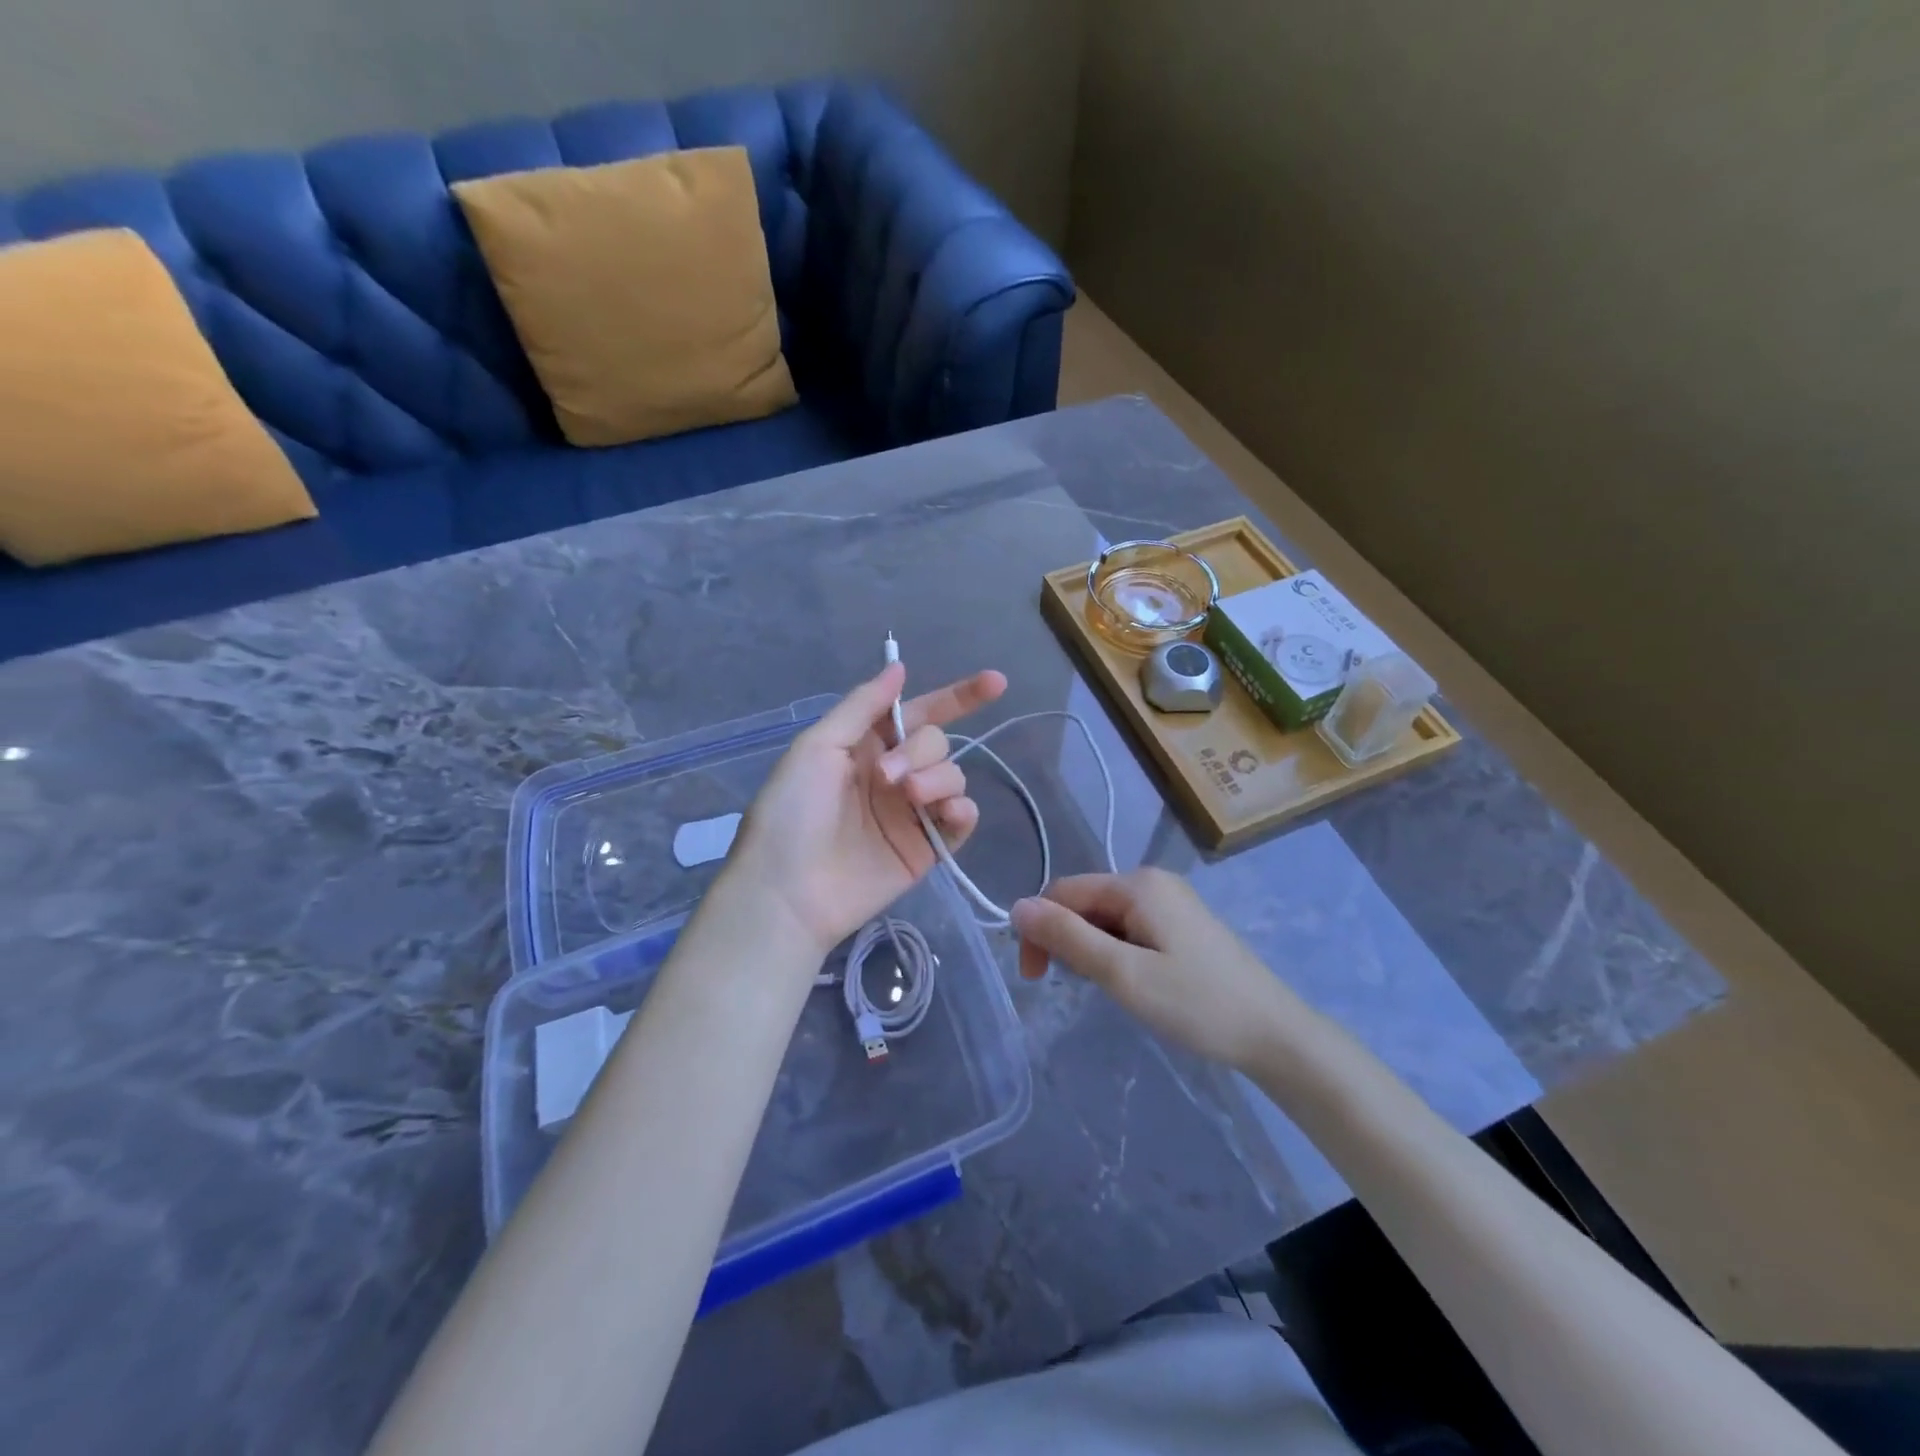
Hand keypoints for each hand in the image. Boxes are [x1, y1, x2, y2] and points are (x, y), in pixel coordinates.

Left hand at [724, 661, 1006, 956]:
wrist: (788, 891)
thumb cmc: (791, 813)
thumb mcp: (817, 747)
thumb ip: (863, 705)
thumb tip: (899, 666)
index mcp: (866, 747)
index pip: (919, 713)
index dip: (957, 697)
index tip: (995, 682)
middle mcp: (893, 774)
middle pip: (937, 743)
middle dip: (921, 752)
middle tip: (889, 779)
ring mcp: (912, 813)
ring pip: (952, 777)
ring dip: (937, 779)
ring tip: (909, 798)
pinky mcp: (926, 849)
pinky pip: (961, 819)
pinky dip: (961, 810)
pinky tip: (948, 813)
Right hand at [1011, 869, 1313, 1071]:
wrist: (1275, 1034)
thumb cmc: (1196, 1004)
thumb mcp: (1123, 974)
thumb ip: (1068, 937)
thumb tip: (1016, 906)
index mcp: (1136, 884)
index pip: (1063, 892)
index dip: (1040, 930)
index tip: (1036, 978)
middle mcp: (1152, 881)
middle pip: (1085, 902)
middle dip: (1068, 941)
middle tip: (1075, 988)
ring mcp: (1171, 901)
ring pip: (1106, 917)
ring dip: (1092, 949)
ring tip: (1110, 989)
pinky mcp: (1182, 924)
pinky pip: (1130, 927)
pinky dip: (1117, 952)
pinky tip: (1131, 982)